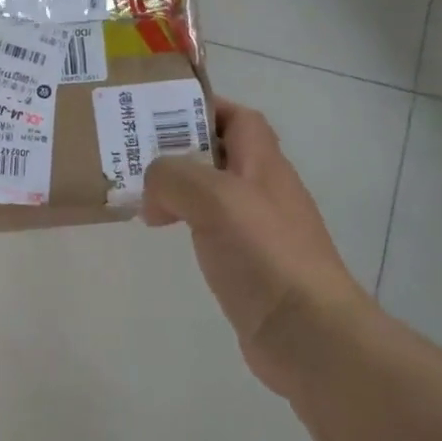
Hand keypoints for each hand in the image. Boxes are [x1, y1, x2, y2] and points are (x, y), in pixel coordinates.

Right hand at [143, 99, 371, 397]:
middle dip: (180, 150)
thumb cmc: (264, 255)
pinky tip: (169, 236)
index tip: (158, 114)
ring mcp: (260, 230)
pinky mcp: (251, 264)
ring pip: (214, 194)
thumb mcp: (214, 199)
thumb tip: (153, 191)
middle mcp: (265, 191)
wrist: (306, 331)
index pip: (239, 118)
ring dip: (180, 190)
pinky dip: (188, 224)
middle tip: (135, 158)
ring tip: (143, 199)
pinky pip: (213, 230)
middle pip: (222, 154)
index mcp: (264, 165)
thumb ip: (174, 178)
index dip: (203, 108)